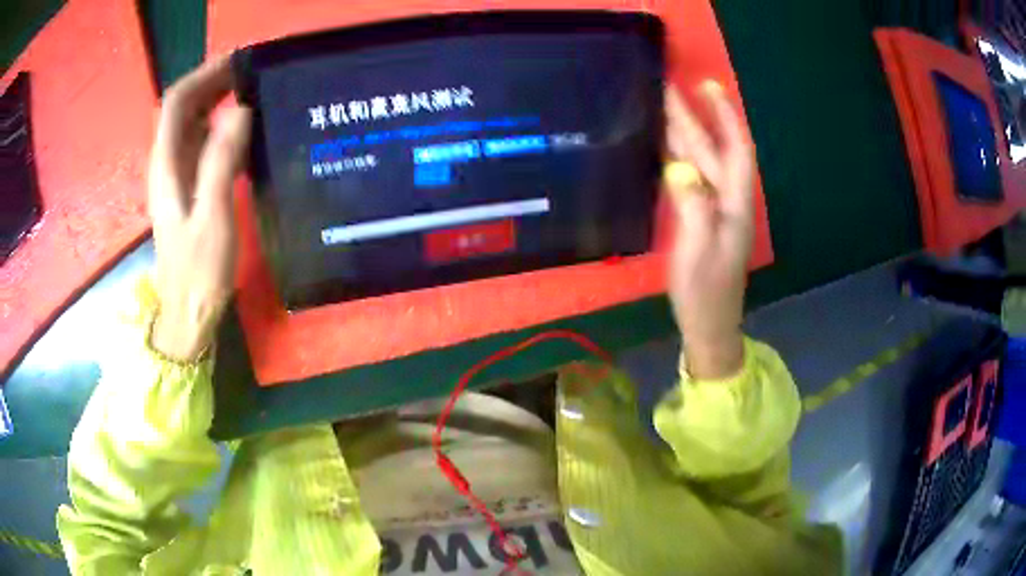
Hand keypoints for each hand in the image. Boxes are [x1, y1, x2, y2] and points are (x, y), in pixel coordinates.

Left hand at [148, 57, 251, 359]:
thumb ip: (220, 162)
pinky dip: (221, 126)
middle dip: (213, 82)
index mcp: (167, 165)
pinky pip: (202, 143)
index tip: (240, 61)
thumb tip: (240, 110)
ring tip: (254, 90)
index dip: (204, 75)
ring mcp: (177, 176)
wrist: (188, 314)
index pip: (177, 102)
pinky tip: (245, 129)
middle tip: (254, 71)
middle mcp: (168, 163)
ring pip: (193, 123)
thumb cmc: (198, 273)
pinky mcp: (189, 187)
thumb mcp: (212, 218)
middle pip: (183, 107)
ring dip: (218, 100)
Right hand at [664, 82, 754, 379]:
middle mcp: (727, 199)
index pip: (736, 149)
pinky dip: (678, 155)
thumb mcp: (699, 253)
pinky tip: (664, 145)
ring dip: (684, 132)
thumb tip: (681, 167)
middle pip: (712, 150)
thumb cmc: (706, 293)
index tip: (709, 85)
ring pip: (700, 161)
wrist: (708, 324)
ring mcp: (713, 208)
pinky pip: (689, 177)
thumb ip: (695, 209)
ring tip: (663, 105)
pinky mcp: (699, 217)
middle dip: (694, 116)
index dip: (725, 116)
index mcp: (734, 204)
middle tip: (668, 86)